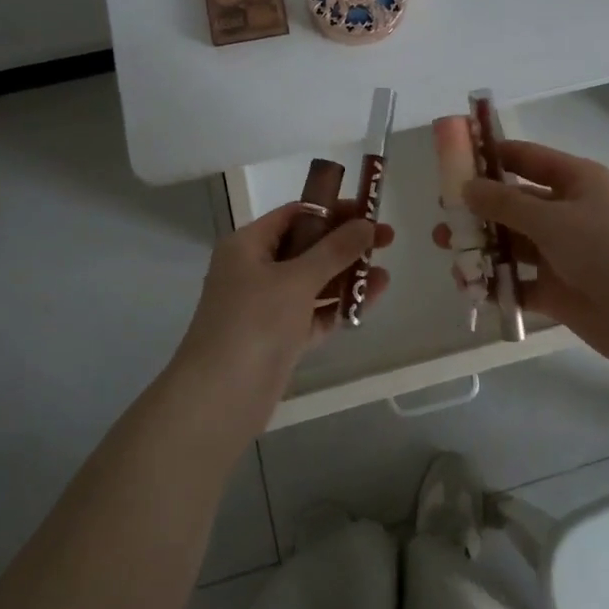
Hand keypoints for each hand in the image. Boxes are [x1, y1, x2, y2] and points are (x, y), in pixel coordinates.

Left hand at [176, 200, 393, 396]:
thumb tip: (367, 224)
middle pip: (307, 247)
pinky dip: (339, 306)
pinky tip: (371, 299)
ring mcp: (266, 306)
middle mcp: (255, 270)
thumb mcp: (297, 279)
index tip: (368, 210)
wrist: (220, 398)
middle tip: (388, 240)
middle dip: (346, 244)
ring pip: (313, 282)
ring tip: (385, 274)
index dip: (332, 210)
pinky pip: (314, 313)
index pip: (294, 214)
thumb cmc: (254, 323)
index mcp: (248, 245)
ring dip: (347, 276)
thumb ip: (335, 250)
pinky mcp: (279, 337)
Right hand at [434, 140, 608, 371]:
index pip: (526, 158)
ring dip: (481, 245)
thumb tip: (467, 186)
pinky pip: (518, 281)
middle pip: (514, 203)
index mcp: (575, 181)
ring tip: (447, 250)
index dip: (491, 156)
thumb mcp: (554, 219)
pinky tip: (468, 286)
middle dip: (478, 207)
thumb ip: (506, 203)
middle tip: (443, 214)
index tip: (453, 158)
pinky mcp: (557, 289)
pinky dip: (495, 282)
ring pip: (512, 243)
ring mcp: (562, 252)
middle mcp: (567, 212)